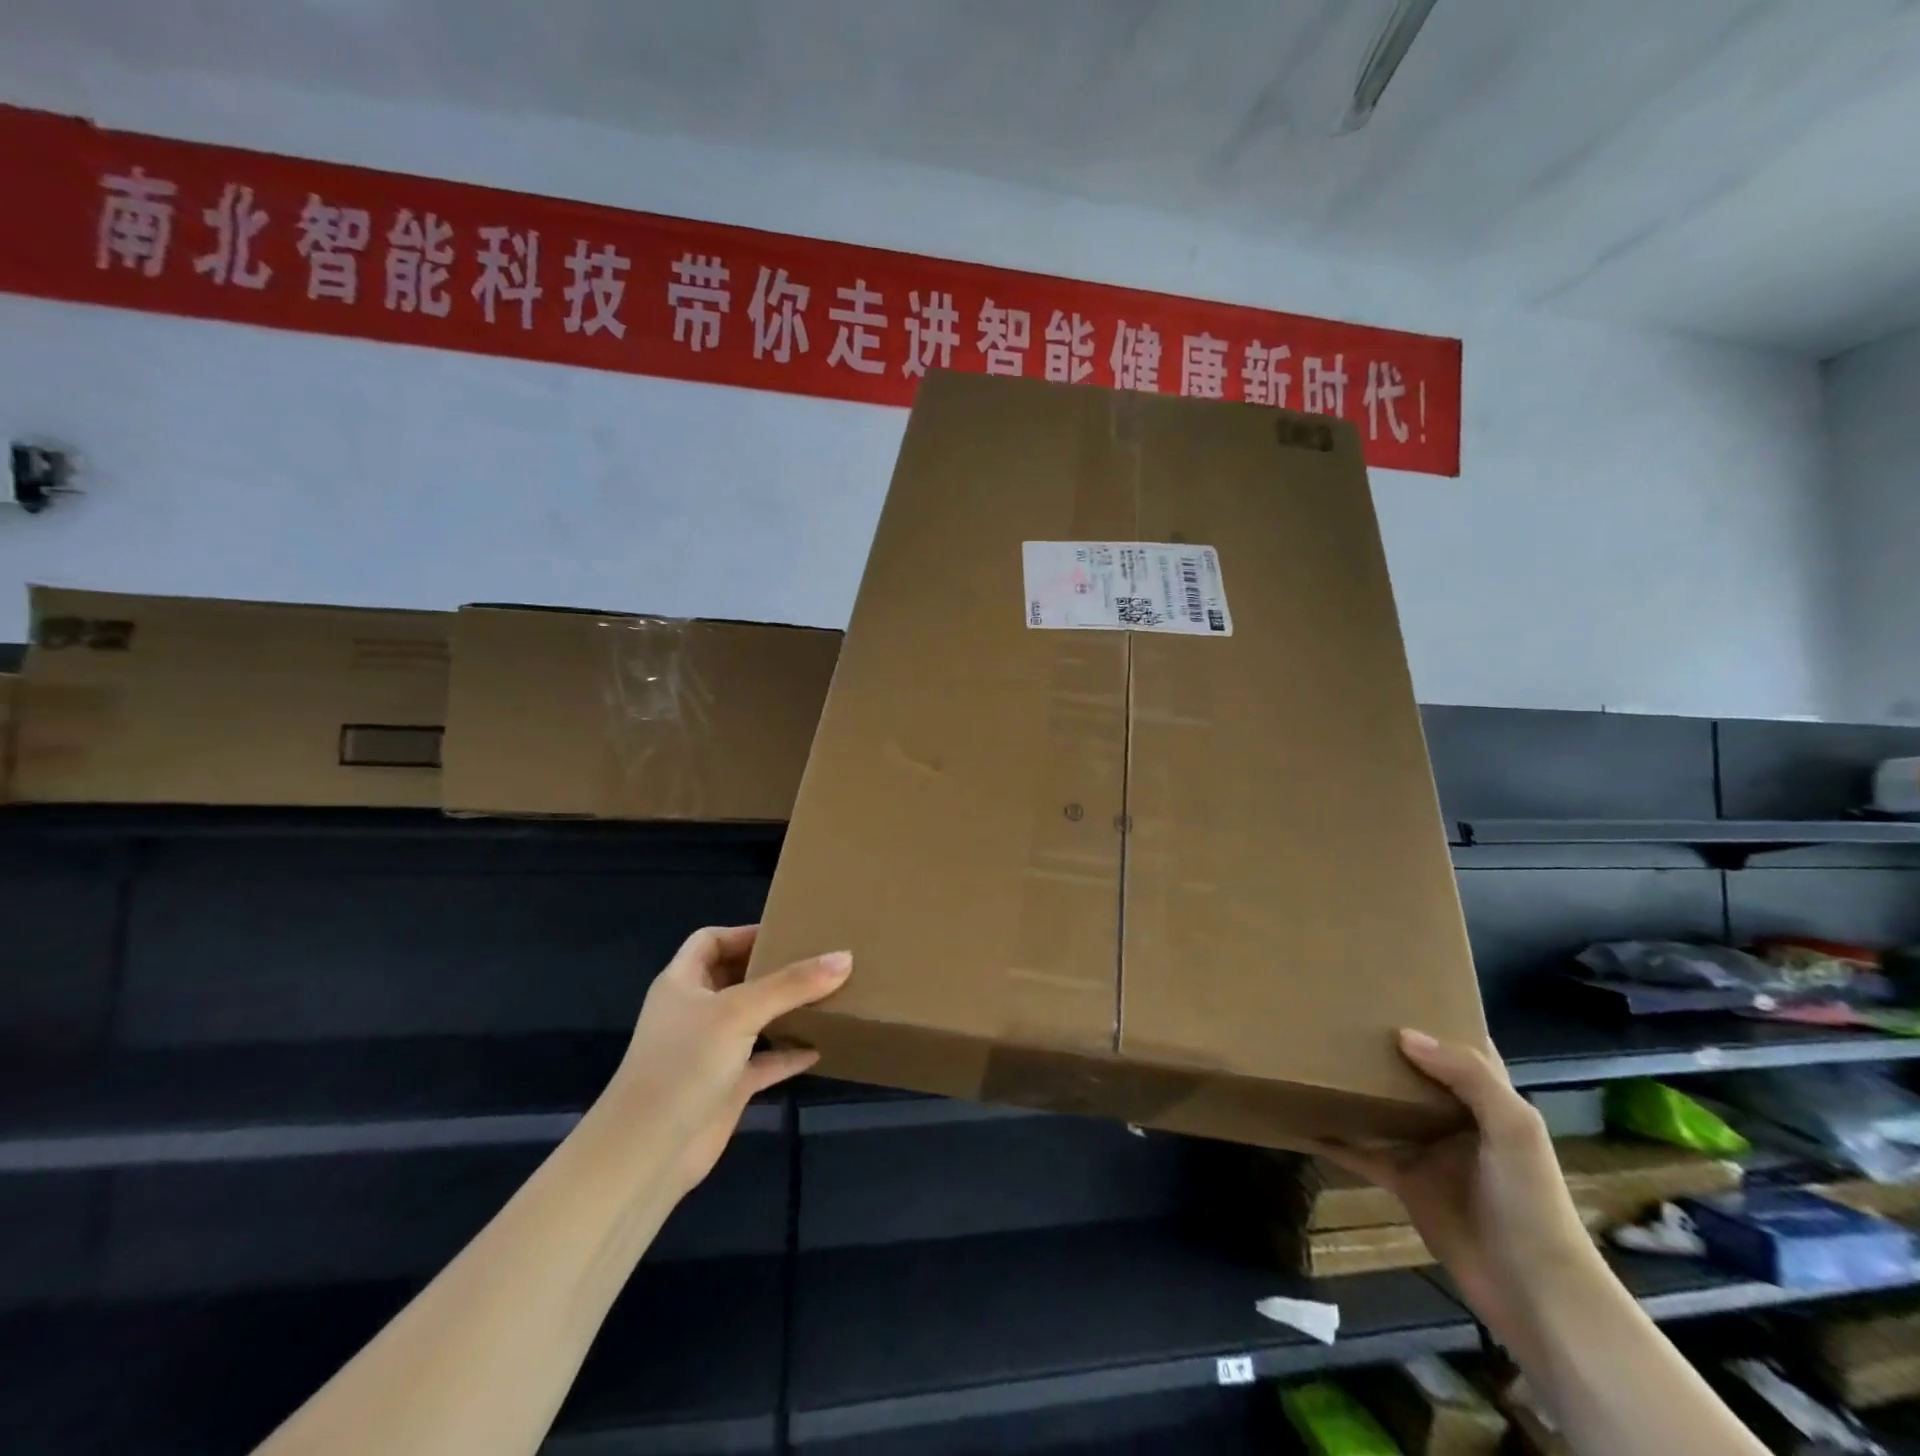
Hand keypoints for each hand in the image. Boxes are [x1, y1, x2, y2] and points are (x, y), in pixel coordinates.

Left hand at [603, 925, 849, 1196]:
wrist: (648, 1153)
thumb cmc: (685, 1063)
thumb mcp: (740, 1011)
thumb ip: (792, 984)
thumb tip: (845, 957)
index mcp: (683, 983)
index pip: (711, 941)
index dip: (745, 933)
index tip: (787, 932)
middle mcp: (695, 1012)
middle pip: (737, 978)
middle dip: (774, 969)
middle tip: (819, 959)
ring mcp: (710, 1051)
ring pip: (754, 1020)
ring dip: (785, 1010)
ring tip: (827, 995)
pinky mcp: (727, 1087)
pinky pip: (765, 1062)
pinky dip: (789, 1054)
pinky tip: (820, 1048)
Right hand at [1308, 1030, 1596, 1357]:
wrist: (1533, 1291)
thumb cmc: (1530, 1202)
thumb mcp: (1513, 1129)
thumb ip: (1468, 1076)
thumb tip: (1403, 1034)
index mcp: (1489, 1102)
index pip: (1463, 1050)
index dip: (1436, 1021)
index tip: (1393, 991)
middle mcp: (1456, 1120)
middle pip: (1413, 1075)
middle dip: (1383, 1049)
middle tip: (1338, 1016)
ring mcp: (1427, 1152)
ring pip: (1384, 1109)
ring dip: (1355, 1089)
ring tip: (1313, 1057)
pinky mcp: (1404, 1182)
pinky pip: (1362, 1153)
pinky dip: (1335, 1140)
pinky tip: (1304, 1123)